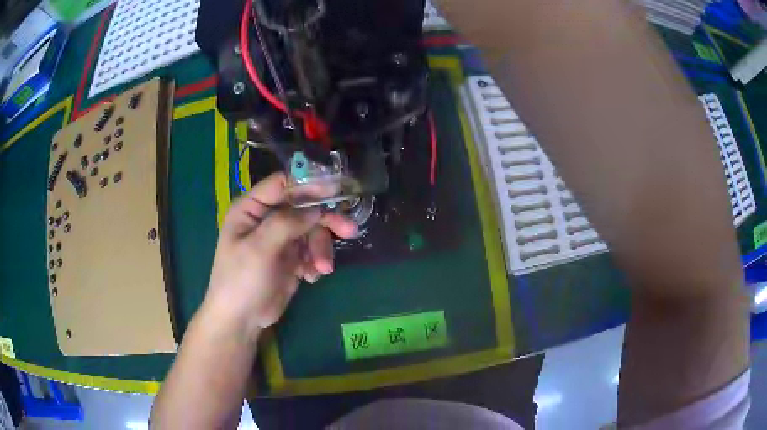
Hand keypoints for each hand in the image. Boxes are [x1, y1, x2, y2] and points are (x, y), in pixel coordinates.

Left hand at [202, 173, 356, 338]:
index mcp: (252, 208)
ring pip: (312, 231)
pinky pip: (312, 250)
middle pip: (304, 208)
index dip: (309, 183)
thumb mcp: (260, 248)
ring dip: (321, 248)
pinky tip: (311, 277)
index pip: (283, 184)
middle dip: (325, 221)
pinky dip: (316, 262)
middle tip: (349, 230)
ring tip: (322, 270)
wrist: (241, 320)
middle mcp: (267, 219)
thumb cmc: (241, 280)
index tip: (336, 189)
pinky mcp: (291, 258)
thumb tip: (317, 208)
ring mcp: (280, 239)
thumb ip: (287, 223)